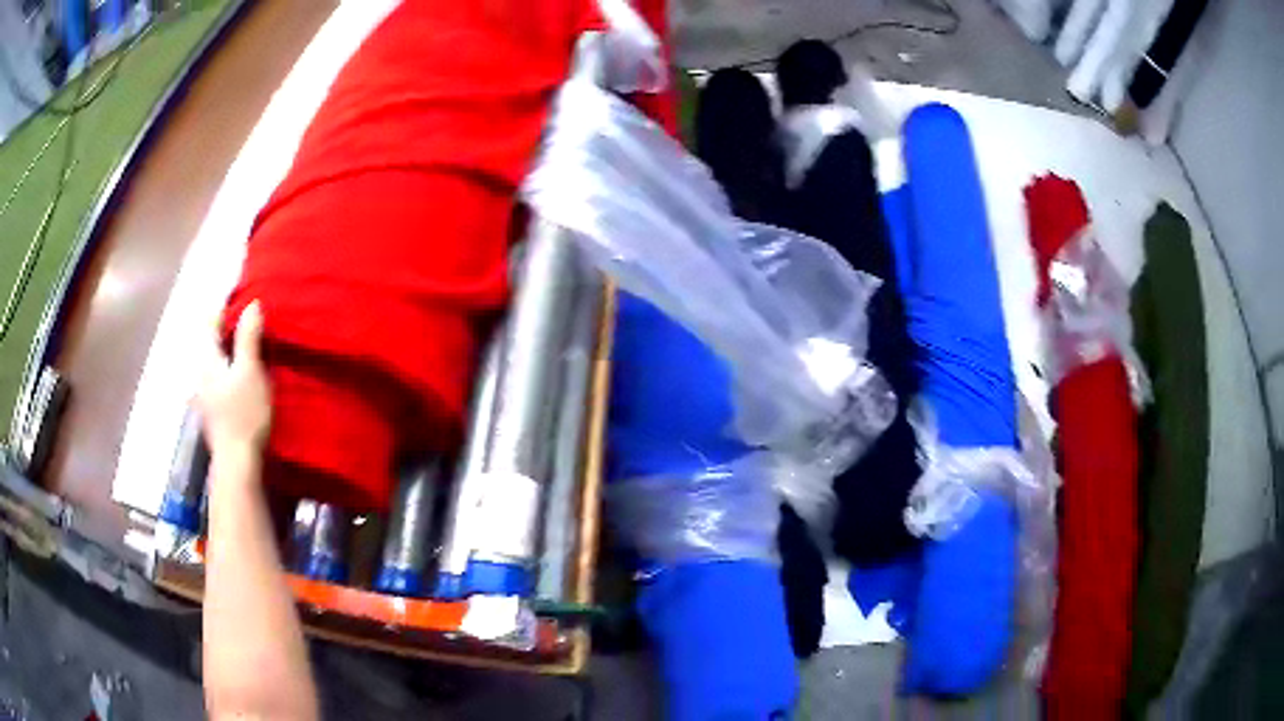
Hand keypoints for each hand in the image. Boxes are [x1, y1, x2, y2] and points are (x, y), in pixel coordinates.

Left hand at [198, 302, 271, 460]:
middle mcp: (199, 372)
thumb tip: (252, 304)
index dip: (226, 306)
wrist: (237, 463)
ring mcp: (203, 394)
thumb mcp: (250, 371)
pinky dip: (227, 370)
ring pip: (214, 361)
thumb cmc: (244, 414)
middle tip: (250, 321)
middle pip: (211, 341)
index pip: (211, 321)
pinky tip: (239, 378)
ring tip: (247, 348)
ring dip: (228, 351)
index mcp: (207, 358)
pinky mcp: (210, 411)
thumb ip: (248, 337)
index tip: (244, 298)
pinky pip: (217, 378)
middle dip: (227, 329)